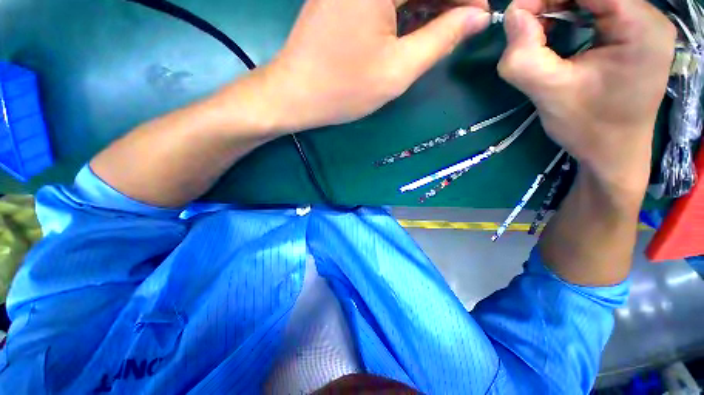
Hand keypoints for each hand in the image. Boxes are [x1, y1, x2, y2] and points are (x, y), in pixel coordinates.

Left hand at [256, 0, 489, 132]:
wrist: (297, 94)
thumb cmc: (344, 89)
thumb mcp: (397, 71)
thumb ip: (441, 39)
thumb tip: (477, 17)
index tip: (480, 14)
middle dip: (448, 0)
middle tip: (464, 23)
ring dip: (428, 2)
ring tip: (442, 27)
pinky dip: (406, 5)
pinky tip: (416, 23)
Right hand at [498, 0, 675, 196]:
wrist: (614, 151)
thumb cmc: (588, 128)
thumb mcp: (549, 94)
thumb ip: (523, 57)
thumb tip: (512, 14)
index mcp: (639, 26)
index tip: (518, 18)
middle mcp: (648, 15)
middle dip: (552, 1)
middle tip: (527, 28)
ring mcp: (643, 21)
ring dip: (560, 6)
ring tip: (541, 34)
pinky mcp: (634, 30)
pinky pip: (597, 6)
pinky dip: (570, 13)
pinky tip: (558, 34)